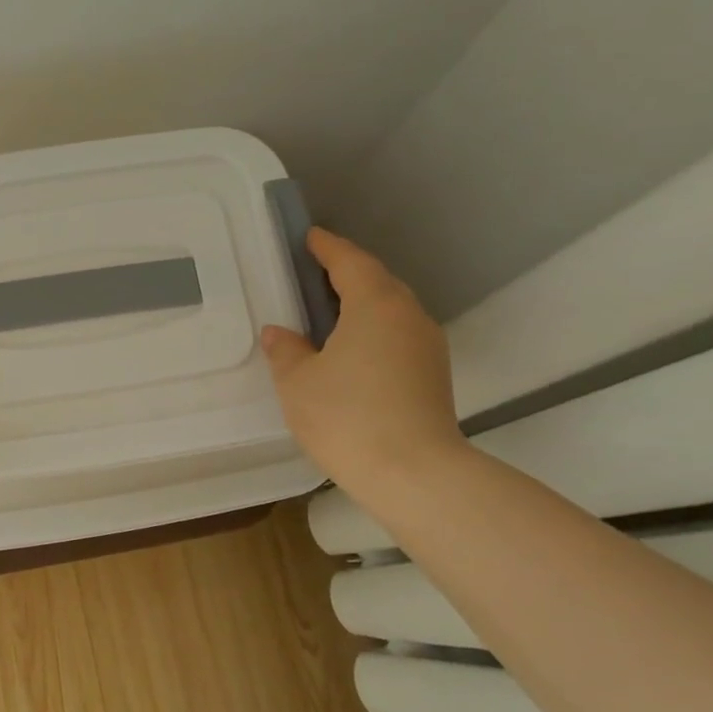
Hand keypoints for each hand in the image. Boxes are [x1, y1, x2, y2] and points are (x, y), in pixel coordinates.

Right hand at [261, 228, 468, 500]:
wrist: (414, 475)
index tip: (309, 237)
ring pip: (390, 310)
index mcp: (375, 305)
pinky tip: (349, 351)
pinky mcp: (432, 375)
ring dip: (360, 304)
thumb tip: (280, 333)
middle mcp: (408, 316)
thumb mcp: (298, 382)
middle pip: (377, 281)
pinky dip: (372, 330)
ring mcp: (427, 347)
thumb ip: (285, 350)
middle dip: (346, 273)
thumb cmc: (347, 416)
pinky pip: (397, 336)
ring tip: (326, 314)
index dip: (327, 247)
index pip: (350, 262)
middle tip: (311, 276)